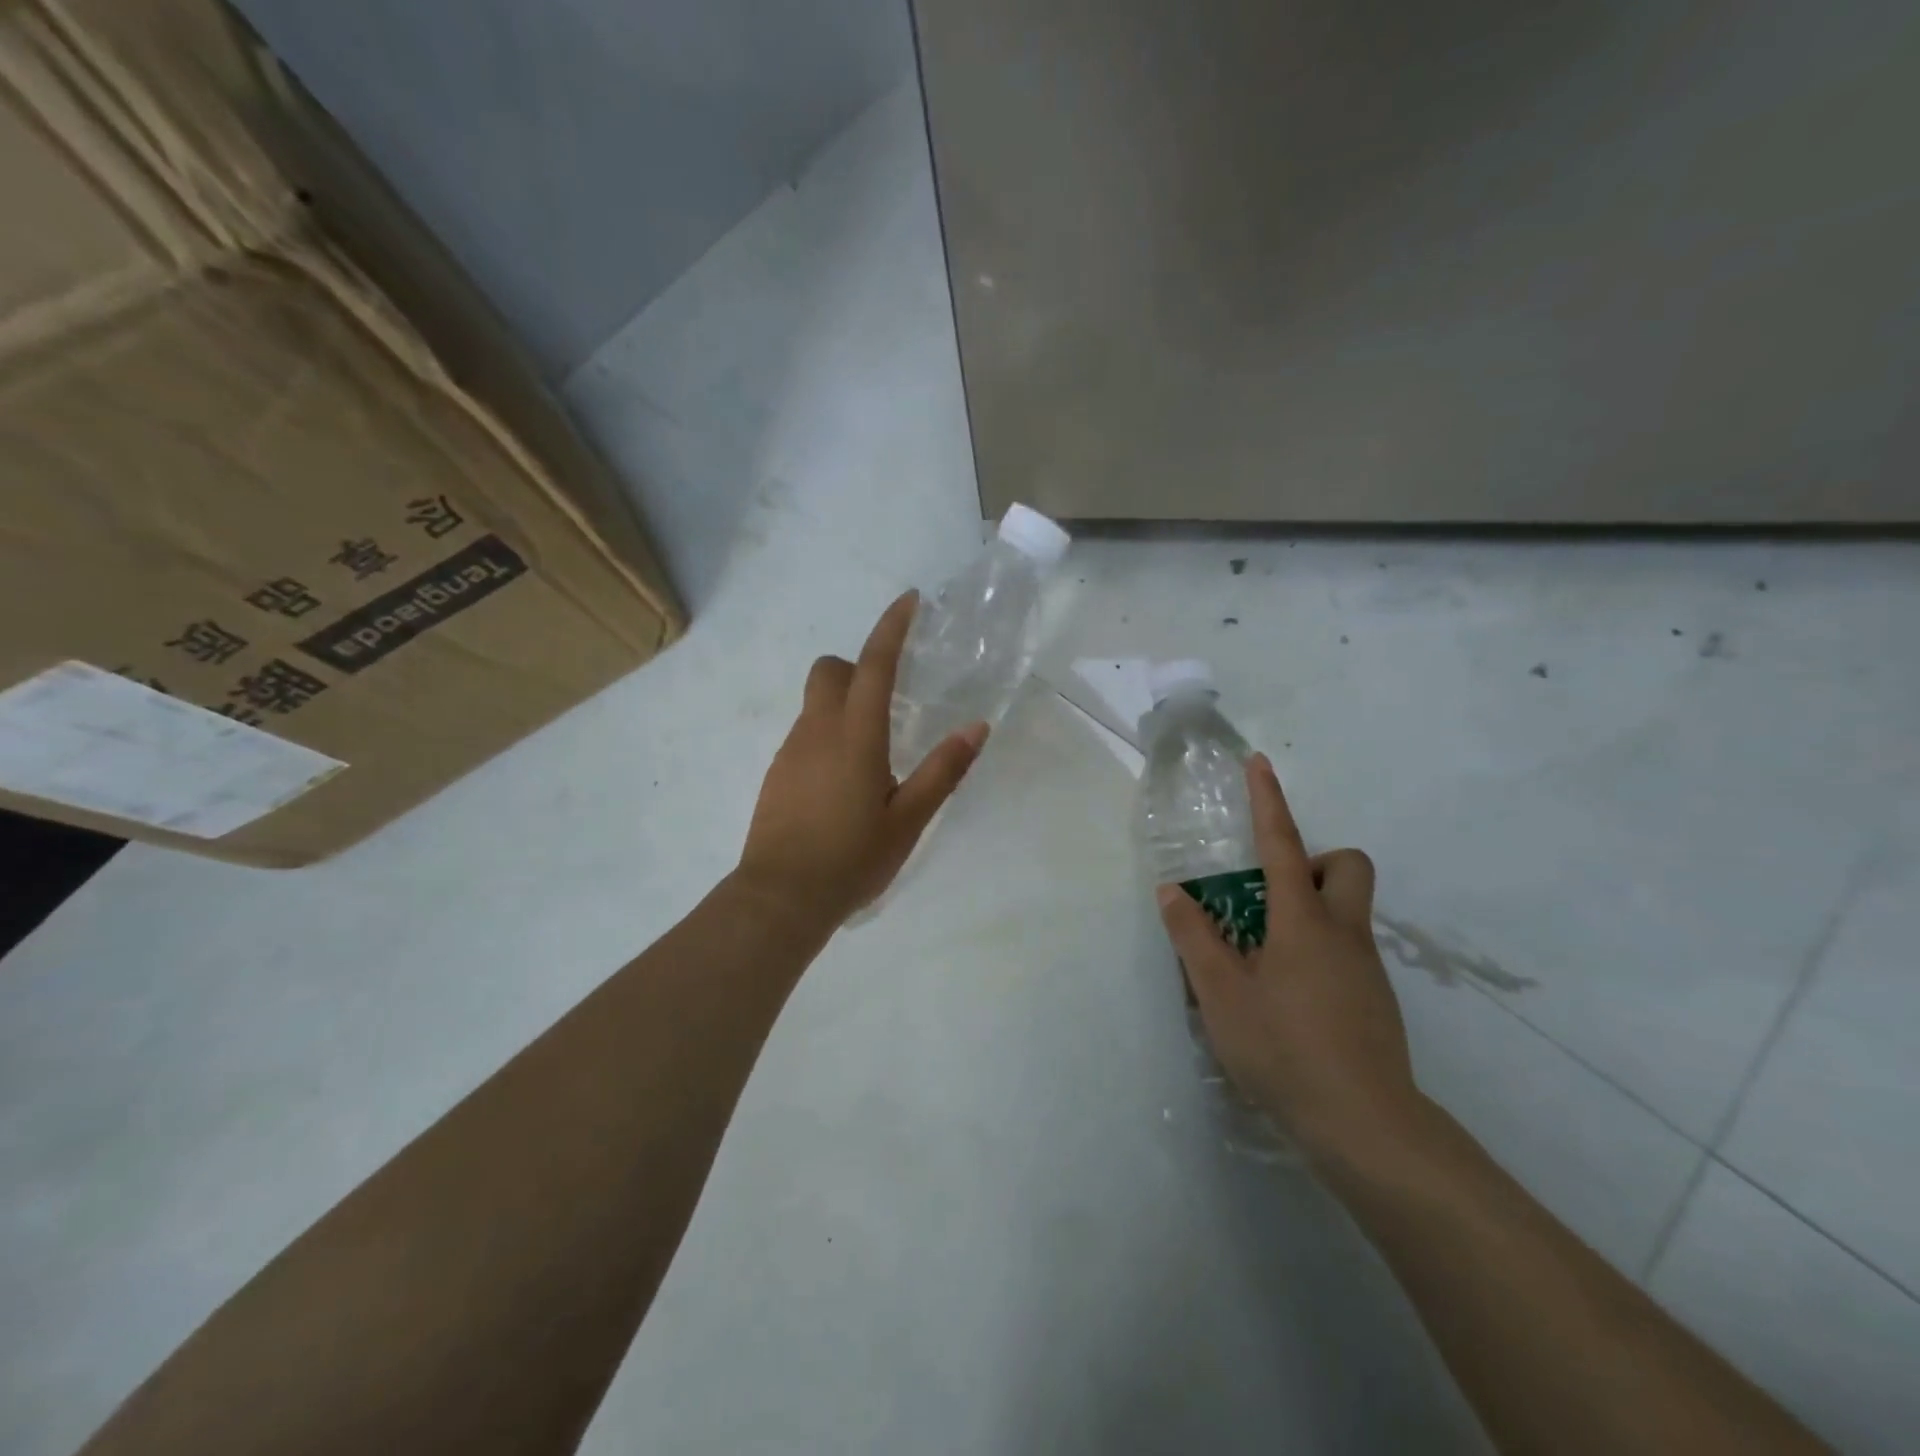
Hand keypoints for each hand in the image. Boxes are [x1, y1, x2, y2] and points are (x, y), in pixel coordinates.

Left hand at [737, 592, 987, 927]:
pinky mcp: (777, 774)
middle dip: (857, 666)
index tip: (909, 601)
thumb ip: (943, 770)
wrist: (780, 898)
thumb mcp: (908, 819)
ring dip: (844, 706)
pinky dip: (827, 736)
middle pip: (830, 670)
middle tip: (889, 698)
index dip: (891, 627)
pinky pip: (805, 735)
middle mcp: (817, 730)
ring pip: (815, 704)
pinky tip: (844, 784)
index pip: (873, 663)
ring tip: (874, 756)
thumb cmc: (852, 858)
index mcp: (855, 735)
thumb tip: (977, 727)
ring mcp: (791, 751)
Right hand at [1155, 753, 1421, 1167]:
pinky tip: (1288, 1000)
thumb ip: (1194, 938)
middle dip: (1314, 862)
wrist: (1366, 1127)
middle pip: (1348, 866)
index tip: (1260, 762)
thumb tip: (1174, 892)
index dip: (1268, 800)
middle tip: (1271, 896)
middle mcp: (1343, 933)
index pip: (1283, 844)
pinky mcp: (1375, 1001)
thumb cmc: (1284, 1049)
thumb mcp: (1221, 994)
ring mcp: (1366, 968)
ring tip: (1263, 959)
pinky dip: (1316, 952)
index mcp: (1303, 921)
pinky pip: (1346, 951)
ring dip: (1309, 911)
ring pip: (1347, 911)